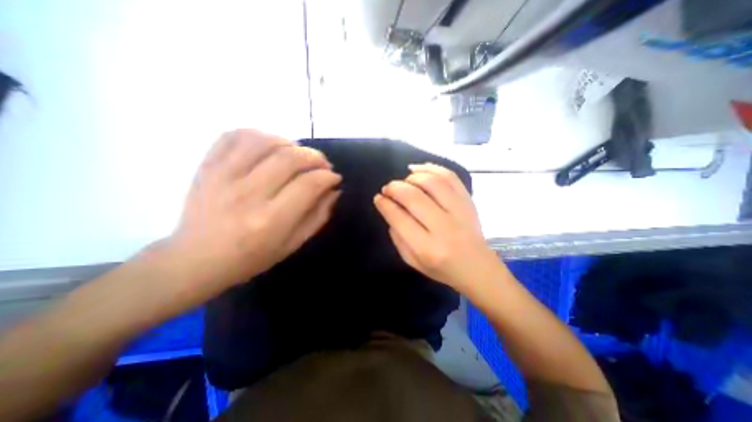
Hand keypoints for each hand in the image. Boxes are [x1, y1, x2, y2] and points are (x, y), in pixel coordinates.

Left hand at [170, 130, 341, 294]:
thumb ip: (318, 216)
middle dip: (315, 157)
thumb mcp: (293, 244)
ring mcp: (223, 176)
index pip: (309, 184)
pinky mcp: (207, 167)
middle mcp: (248, 194)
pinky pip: (234, 136)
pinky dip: (258, 135)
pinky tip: (269, 147)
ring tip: (298, 154)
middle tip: (322, 165)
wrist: (196, 260)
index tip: (334, 178)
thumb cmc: (251, 257)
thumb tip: (334, 190)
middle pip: (290, 158)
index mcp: (271, 220)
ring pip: (264, 141)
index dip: (328, 177)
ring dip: (290, 143)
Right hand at [374, 164, 497, 291]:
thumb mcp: (412, 261)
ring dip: (412, 177)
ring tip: (404, 181)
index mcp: (427, 248)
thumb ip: (397, 237)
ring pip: (432, 182)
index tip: (378, 198)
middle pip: (413, 197)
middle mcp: (444, 227)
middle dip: (395, 188)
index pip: (399, 219)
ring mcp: (459, 211)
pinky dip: (431, 168)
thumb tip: (390, 209)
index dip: (385, 204)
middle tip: (387, 189)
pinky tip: (418, 169)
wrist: (477, 267)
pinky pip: (450, 177)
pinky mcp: (468, 201)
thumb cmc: (441, 268)